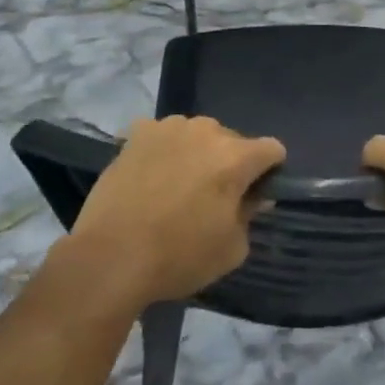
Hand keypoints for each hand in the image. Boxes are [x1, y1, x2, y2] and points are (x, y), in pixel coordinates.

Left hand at [65, 116, 284, 306]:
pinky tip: (151, 175)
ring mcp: (168, 127)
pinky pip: (162, 135)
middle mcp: (206, 131)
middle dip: (230, 163)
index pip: (272, 149)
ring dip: (196, 153)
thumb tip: (252, 198)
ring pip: (196, 134)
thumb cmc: (179, 256)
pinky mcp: (137, 133)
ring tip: (177, 185)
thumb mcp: (232, 249)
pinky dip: (164, 150)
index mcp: (236, 157)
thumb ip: (249, 215)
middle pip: (232, 140)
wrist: (112, 256)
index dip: (270, 171)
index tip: (256, 194)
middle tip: (213, 196)